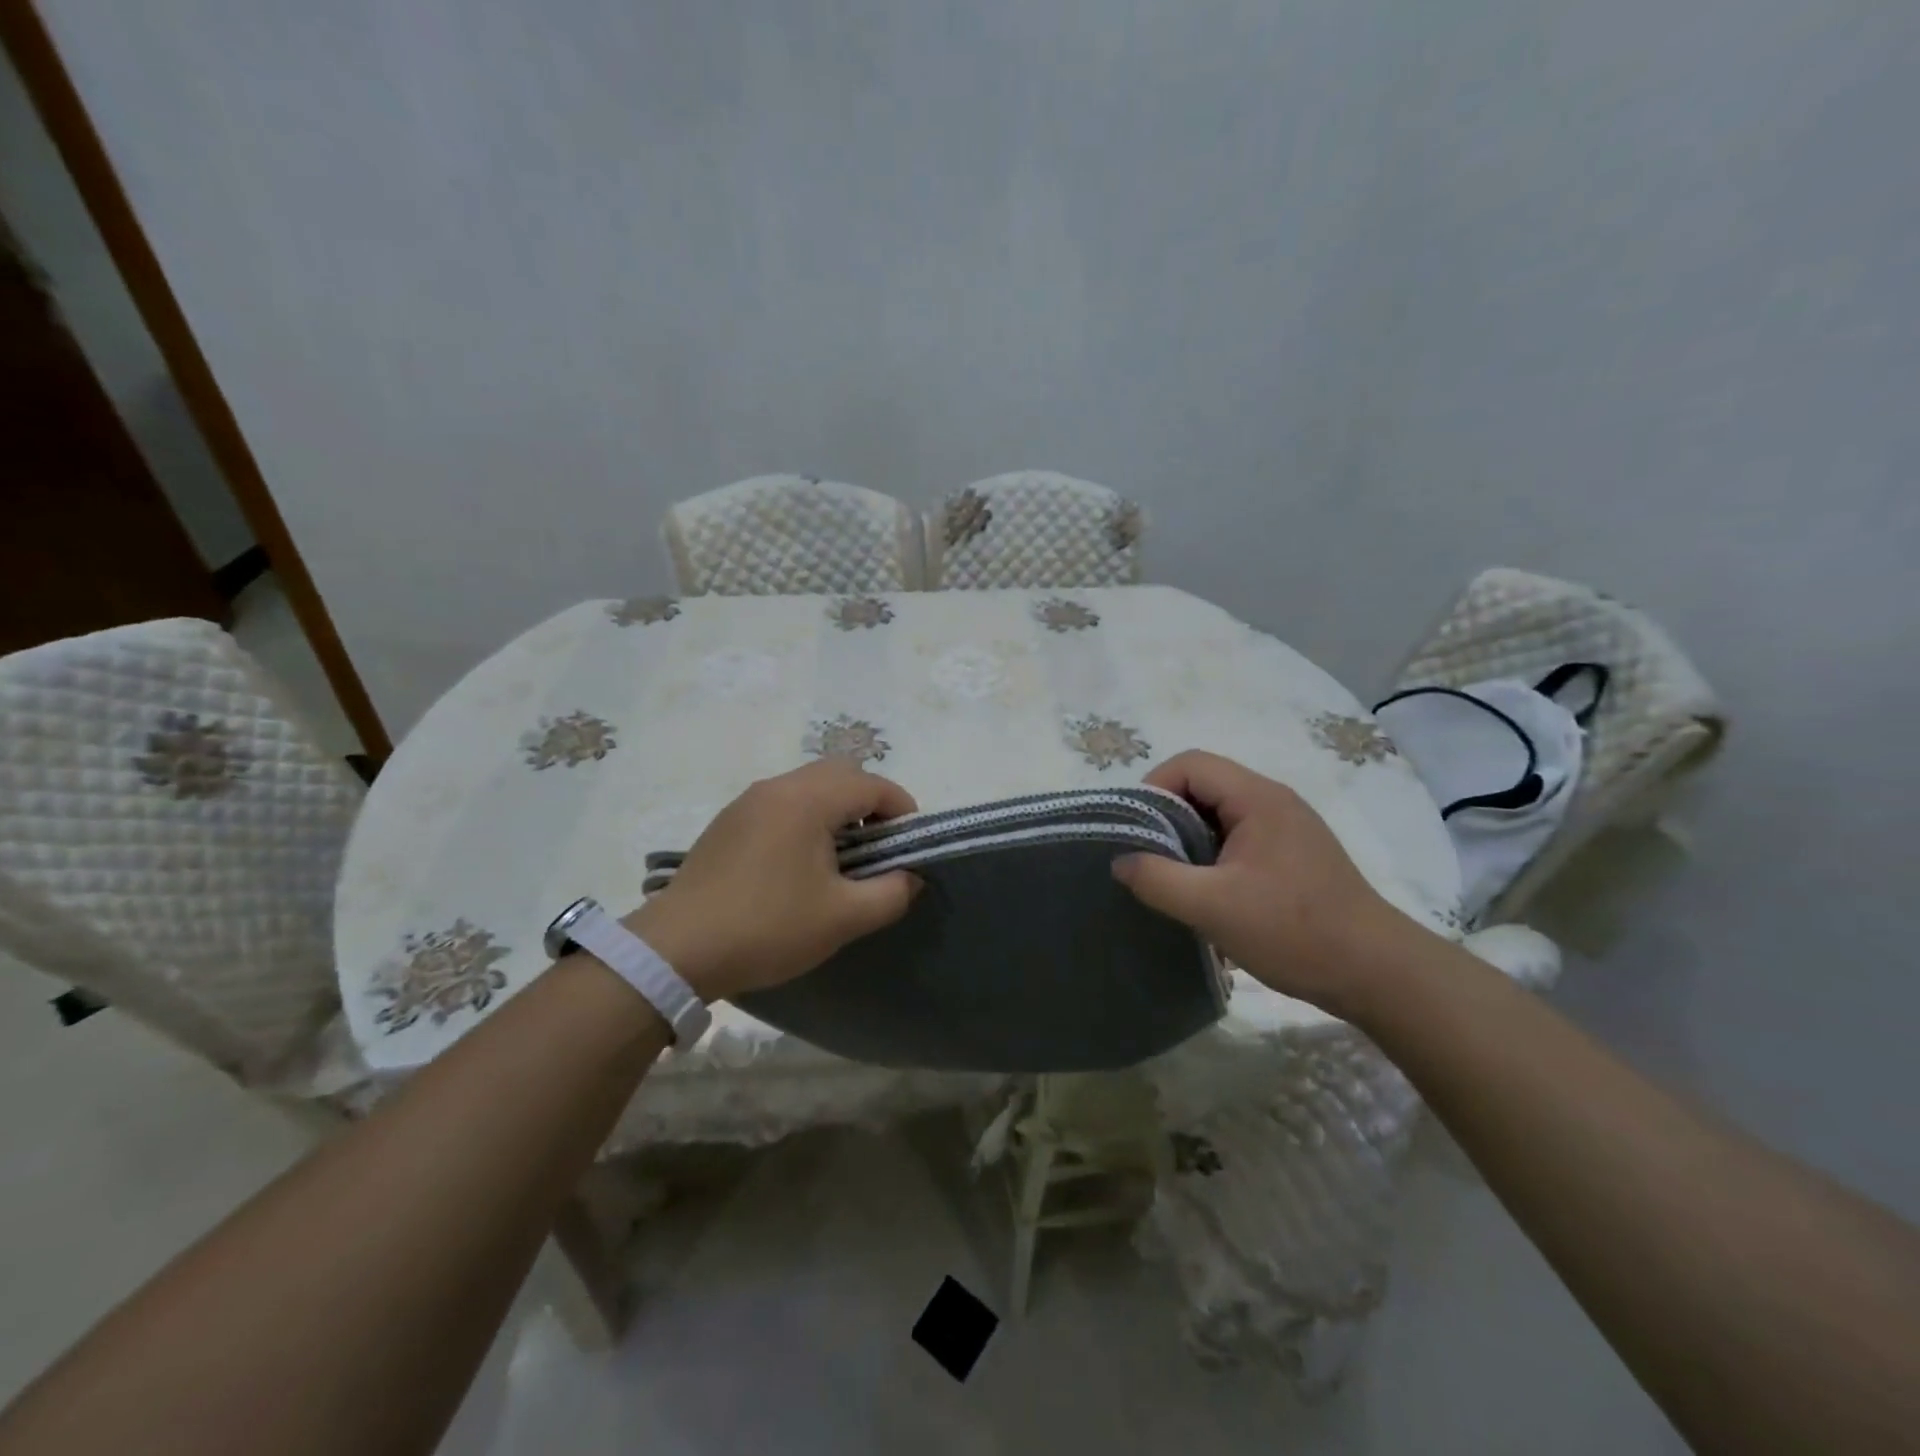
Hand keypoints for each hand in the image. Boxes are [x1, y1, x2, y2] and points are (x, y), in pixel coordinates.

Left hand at [622, 761, 920, 1001]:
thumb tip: (910, 876)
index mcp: (808, 800)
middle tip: (878, 848)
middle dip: (870, 803)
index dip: (902, 811)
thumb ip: (891, 892)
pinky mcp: (728, 822)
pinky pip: (782, 802)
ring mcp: (748, 801)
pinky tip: (800, 863)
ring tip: (842, 858)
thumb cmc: (768, 927)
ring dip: (837, 809)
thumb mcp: (844, 917)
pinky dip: (806, 817)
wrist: (677, 950)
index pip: (873, 785)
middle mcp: (778, 787)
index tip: (910, 846)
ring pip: (809, 785)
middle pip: (841, 773)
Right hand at [1112, 750, 1427, 1016]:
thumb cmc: (1293, 930)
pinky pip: (1239, 837)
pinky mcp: (1294, 854)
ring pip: (1220, 814)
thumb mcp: (1212, 907)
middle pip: (1204, 785)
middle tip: (1149, 857)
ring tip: (1174, 878)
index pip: (1190, 764)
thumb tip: (1120, 861)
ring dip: (1190, 839)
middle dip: (1168, 816)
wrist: (1378, 973)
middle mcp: (1274, 801)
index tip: (1137, 831)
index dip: (1154, 788)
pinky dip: (1213, 855)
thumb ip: (1157, 879)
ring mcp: (1288, 827)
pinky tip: (1208, 893)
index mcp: (1257, 798)